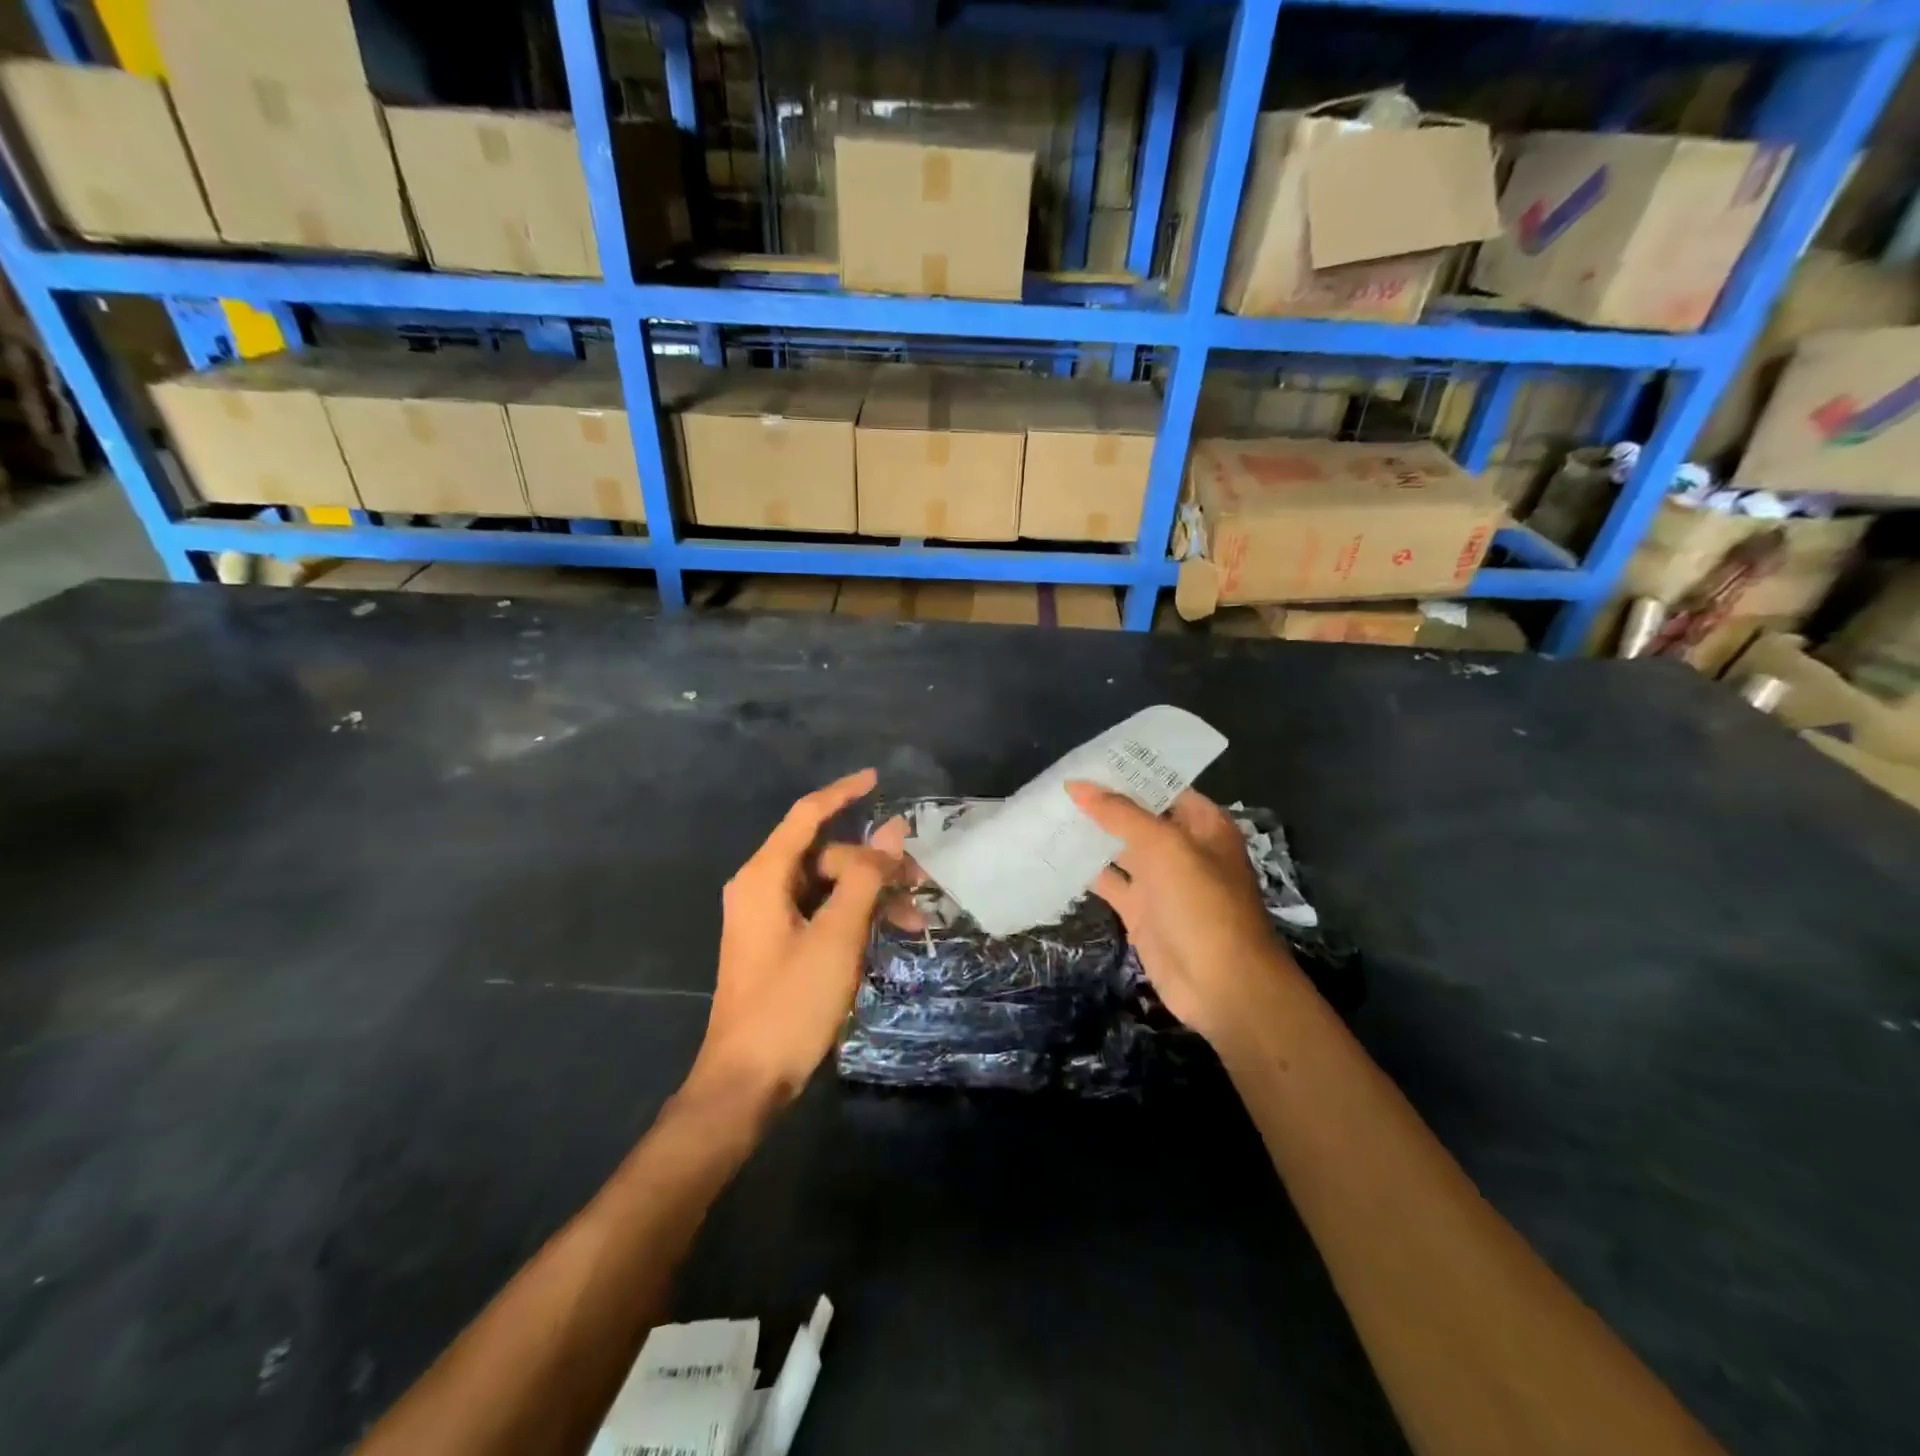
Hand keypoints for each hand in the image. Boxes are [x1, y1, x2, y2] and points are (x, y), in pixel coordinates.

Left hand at [688, 769, 906, 1108]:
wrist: (746, 1081)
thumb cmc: (790, 1003)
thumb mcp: (837, 937)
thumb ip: (866, 878)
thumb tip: (893, 830)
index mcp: (764, 876)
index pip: (807, 814)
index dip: (843, 792)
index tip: (878, 779)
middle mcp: (761, 887)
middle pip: (826, 856)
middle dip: (874, 865)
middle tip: (919, 886)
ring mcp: (768, 917)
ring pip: (828, 887)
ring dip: (871, 896)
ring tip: (914, 921)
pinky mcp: (778, 943)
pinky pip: (822, 912)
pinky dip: (854, 918)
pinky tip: (887, 935)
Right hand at [1066, 782, 1292, 1044]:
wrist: (1221, 985)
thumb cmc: (1202, 905)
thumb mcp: (1164, 847)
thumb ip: (1120, 814)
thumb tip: (1077, 784)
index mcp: (1202, 825)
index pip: (1163, 786)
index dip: (1129, 773)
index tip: (1087, 759)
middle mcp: (1183, 848)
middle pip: (1139, 816)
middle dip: (1103, 802)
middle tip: (1057, 783)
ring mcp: (1161, 882)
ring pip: (1120, 849)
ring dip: (1091, 834)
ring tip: (1049, 810)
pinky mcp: (1141, 911)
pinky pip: (1110, 882)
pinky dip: (1086, 871)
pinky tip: (1055, 853)